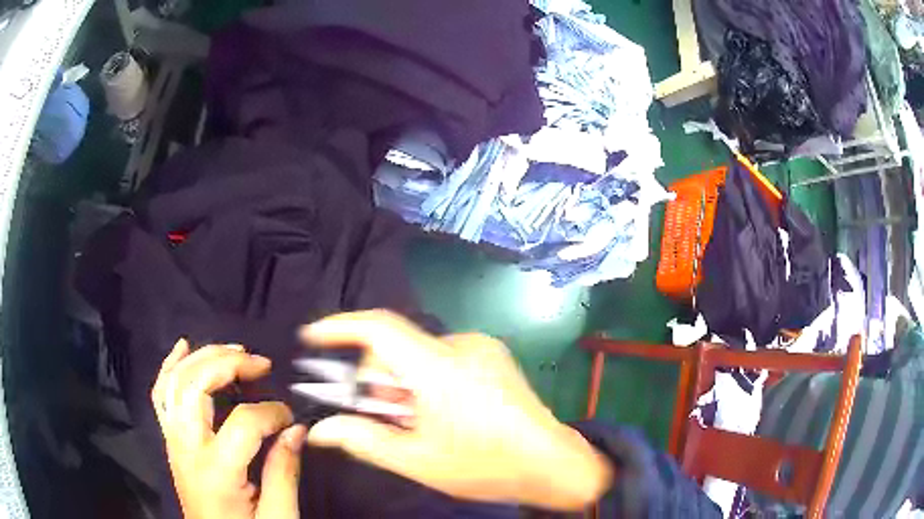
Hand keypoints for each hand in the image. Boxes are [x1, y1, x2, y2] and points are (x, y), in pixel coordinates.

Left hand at [151, 340, 306, 518]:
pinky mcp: (171, 440)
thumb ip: (285, 471)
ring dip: (202, 357)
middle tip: (260, 363)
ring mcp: (173, 440)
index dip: (273, 413)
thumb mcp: (278, 516)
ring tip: (232, 349)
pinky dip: (171, 366)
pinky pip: (161, 394)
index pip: (243, 422)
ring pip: (174, 381)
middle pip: (196, 385)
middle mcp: (187, 448)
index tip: (292, 420)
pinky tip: (183, 348)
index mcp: (216, 471)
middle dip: (229, 363)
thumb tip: (297, 429)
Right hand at [301, 311, 612, 510]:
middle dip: (378, 381)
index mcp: (440, 368)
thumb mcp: (418, 460)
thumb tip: (320, 429)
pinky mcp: (493, 355)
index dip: (340, 327)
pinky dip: (427, 381)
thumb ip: (364, 440)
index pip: (379, 328)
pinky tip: (442, 412)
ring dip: (404, 385)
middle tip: (384, 417)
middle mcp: (461, 346)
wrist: (552, 463)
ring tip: (417, 422)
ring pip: (418, 355)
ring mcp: (482, 348)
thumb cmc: (485, 466)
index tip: (312, 337)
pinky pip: (442, 358)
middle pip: (396, 347)